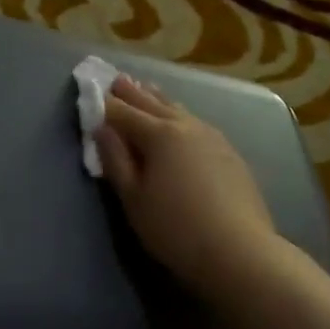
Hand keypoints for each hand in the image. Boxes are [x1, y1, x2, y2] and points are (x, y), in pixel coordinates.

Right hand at [93, 76, 280, 300]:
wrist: (238, 250)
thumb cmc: (175, 228)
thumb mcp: (134, 199)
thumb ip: (116, 160)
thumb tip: (102, 129)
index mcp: (159, 135)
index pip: (123, 113)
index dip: (105, 104)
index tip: (91, 91)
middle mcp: (186, 126)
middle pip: (153, 103)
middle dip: (132, 92)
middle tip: (117, 78)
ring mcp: (213, 137)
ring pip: (179, 110)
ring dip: (159, 99)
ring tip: (147, 90)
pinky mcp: (230, 153)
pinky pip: (196, 124)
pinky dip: (180, 116)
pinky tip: (181, 121)